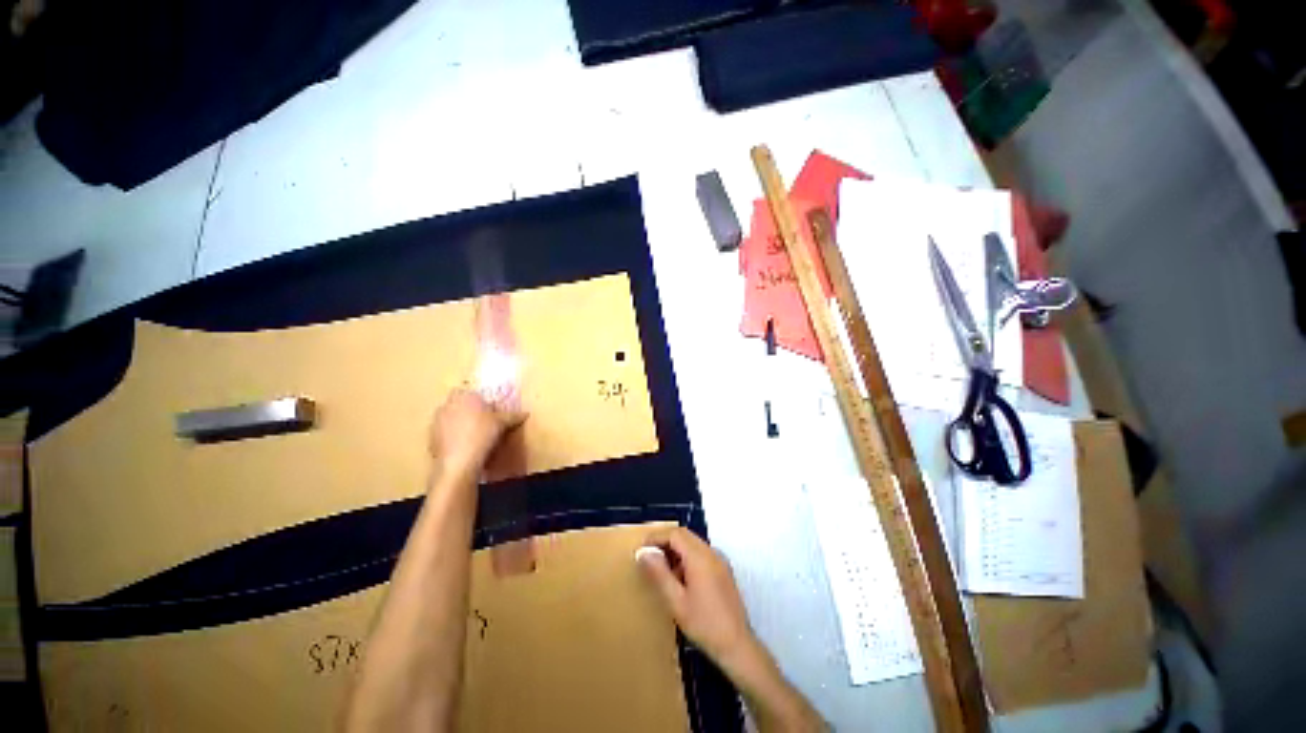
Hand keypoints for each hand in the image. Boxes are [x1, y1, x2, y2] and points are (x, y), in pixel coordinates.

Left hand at [428, 388, 525, 476]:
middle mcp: (447, 404)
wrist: (459, 461)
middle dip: (467, 409)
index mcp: (464, 396)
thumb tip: (525, 413)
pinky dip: (452, 436)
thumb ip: (513, 416)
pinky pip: (444, 432)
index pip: (469, 390)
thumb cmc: (482, 434)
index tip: (487, 408)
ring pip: (449, 417)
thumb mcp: (502, 423)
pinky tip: (463, 445)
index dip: (478, 398)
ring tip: (473, 434)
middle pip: (458, 403)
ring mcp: (436, 421)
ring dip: (458, 422)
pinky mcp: (431, 437)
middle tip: (482, 420)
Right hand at [636, 527, 762, 676]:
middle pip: (685, 535)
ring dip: (676, 550)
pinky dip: (687, 558)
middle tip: (649, 557)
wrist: (737, 646)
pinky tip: (680, 579)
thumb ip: (659, 574)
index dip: (656, 537)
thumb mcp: (676, 602)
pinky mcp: (723, 571)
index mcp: (700, 557)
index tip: (641, 549)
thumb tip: (644, 553)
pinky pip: (701, 554)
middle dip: (665, 542)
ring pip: (693, 543)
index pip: (675, 534)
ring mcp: (720, 561)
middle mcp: (711, 553)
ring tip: (661, 569)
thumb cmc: (704, 625)